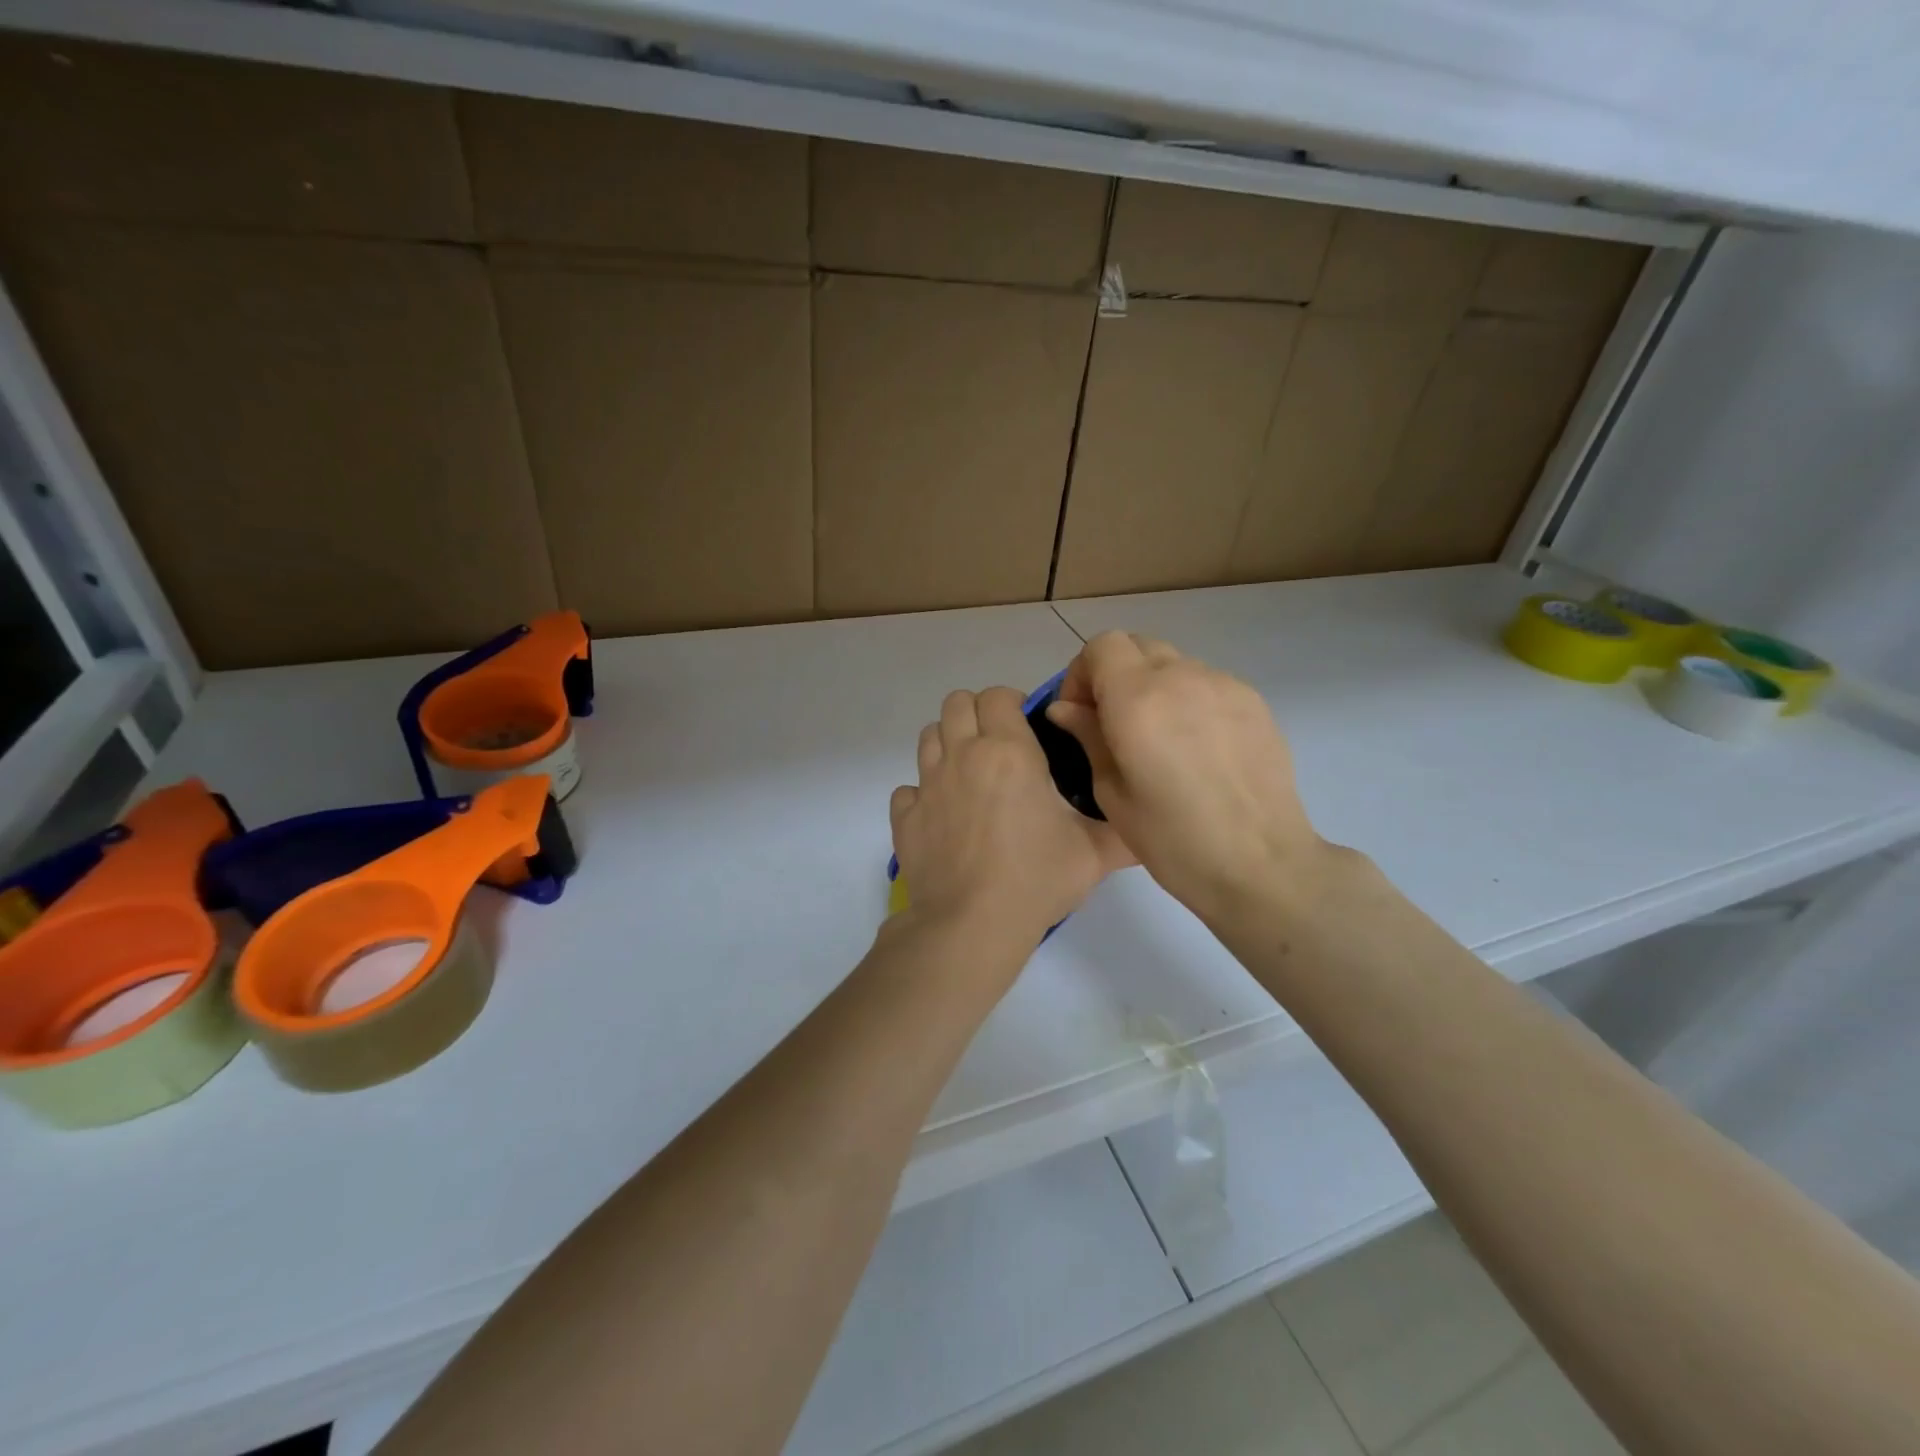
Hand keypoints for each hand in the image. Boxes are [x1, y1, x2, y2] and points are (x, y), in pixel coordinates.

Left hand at [891, 687, 1133, 947]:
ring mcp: (927, 785)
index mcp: (1007, 751)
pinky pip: (908, 788)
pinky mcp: (905, 817)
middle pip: (956, 703)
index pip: (998, 695)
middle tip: (999, 746)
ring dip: (948, 744)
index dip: (1013, 703)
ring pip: (928, 736)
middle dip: (977, 714)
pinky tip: (944, 816)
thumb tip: (1147, 822)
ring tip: (972, 775)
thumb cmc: (1036, 879)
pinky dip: (923, 793)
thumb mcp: (1094, 854)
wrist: (971, 926)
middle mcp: (962, 756)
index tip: (1028, 729)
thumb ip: (1123, 829)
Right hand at [1045, 632, 1326, 921]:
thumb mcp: (1111, 792)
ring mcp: (1224, 685)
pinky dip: (1188, 699)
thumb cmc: (1172, 839)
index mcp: (1138, 698)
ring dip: (1153, 685)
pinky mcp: (1254, 701)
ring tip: (1159, 739)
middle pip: (1137, 645)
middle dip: (1115, 673)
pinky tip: (1196, 748)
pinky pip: (1206, 683)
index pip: (1102, 646)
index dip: (1082, 673)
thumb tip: (1066, 708)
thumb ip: (1087, 737)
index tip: (1081, 713)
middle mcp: (1181, 676)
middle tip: (1112, 722)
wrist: (1260, 864)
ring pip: (1174, 663)